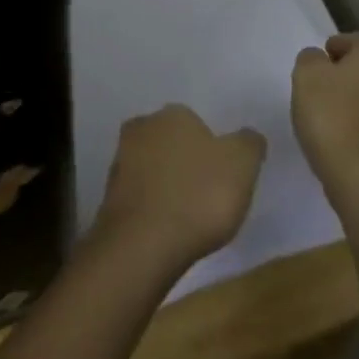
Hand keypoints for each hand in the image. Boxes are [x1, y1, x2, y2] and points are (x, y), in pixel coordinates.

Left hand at [92, 104, 265, 272]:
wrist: (143, 244)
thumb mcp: (242, 164)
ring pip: (152, 166)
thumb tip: (248, 136)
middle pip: (170, 141)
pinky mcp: (109, 195)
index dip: (211, 148)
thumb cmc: (199, 196)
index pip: (196, 122)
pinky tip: (167, 227)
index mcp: (172, 114)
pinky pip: (139, 194)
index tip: (222, 175)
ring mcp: (120, 161)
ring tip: (188, 214)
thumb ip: (249, 143)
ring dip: (166, 183)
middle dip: (185, 161)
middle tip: (206, 192)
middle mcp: (141, 128)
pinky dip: (152, 205)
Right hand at [292, 31, 358, 204]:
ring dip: (357, 94)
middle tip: (321, 87)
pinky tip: (346, 130)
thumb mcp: (306, 75)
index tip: (315, 67)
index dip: (333, 48)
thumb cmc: (331, 115)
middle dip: (347, 71)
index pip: (356, 38)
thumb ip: (310, 57)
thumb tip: (320, 59)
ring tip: (332, 111)